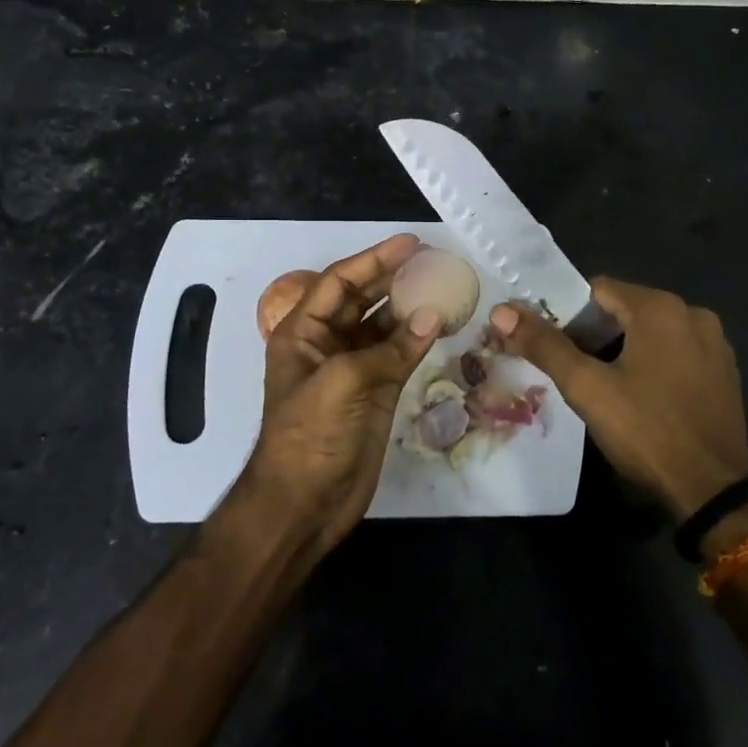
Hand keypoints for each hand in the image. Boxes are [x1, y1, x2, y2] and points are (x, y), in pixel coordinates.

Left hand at [241, 234, 440, 553]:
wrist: (305, 503)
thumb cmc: (310, 436)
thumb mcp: (341, 383)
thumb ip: (389, 348)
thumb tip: (433, 316)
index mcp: (303, 332)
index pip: (340, 282)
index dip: (373, 259)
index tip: (411, 243)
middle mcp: (327, 344)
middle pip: (363, 299)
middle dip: (393, 278)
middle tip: (432, 260)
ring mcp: (353, 369)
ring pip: (384, 327)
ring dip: (410, 308)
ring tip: (445, 287)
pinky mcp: (375, 393)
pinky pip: (400, 355)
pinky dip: (420, 340)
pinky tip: (443, 325)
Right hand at [488, 278, 747, 520]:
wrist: (712, 490)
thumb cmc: (645, 431)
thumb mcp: (587, 387)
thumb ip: (544, 345)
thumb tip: (502, 311)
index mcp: (660, 308)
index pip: (598, 290)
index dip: (567, 314)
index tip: (551, 345)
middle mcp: (693, 314)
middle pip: (626, 310)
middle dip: (594, 334)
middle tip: (571, 370)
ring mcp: (715, 344)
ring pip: (652, 333)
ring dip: (623, 350)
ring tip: (602, 386)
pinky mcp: (725, 372)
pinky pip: (677, 353)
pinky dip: (654, 364)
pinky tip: (642, 398)